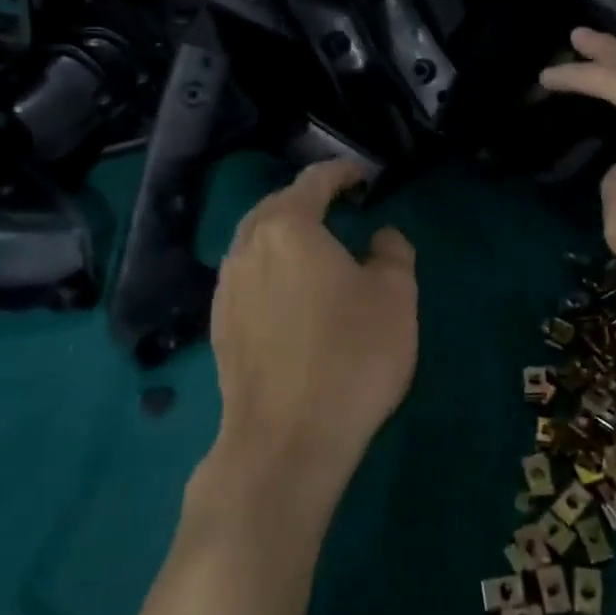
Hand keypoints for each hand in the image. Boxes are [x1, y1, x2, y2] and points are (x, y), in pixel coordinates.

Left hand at [206, 159, 417, 505]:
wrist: (285, 442)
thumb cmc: (350, 356)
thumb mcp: (395, 297)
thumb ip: (392, 253)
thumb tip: (380, 238)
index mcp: (288, 228)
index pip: (314, 181)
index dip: (342, 172)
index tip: (363, 177)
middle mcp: (248, 247)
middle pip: (276, 206)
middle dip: (308, 200)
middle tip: (340, 206)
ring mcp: (227, 288)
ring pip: (256, 241)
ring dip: (285, 234)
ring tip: (315, 246)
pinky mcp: (220, 326)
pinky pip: (247, 276)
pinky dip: (271, 267)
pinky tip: (290, 291)